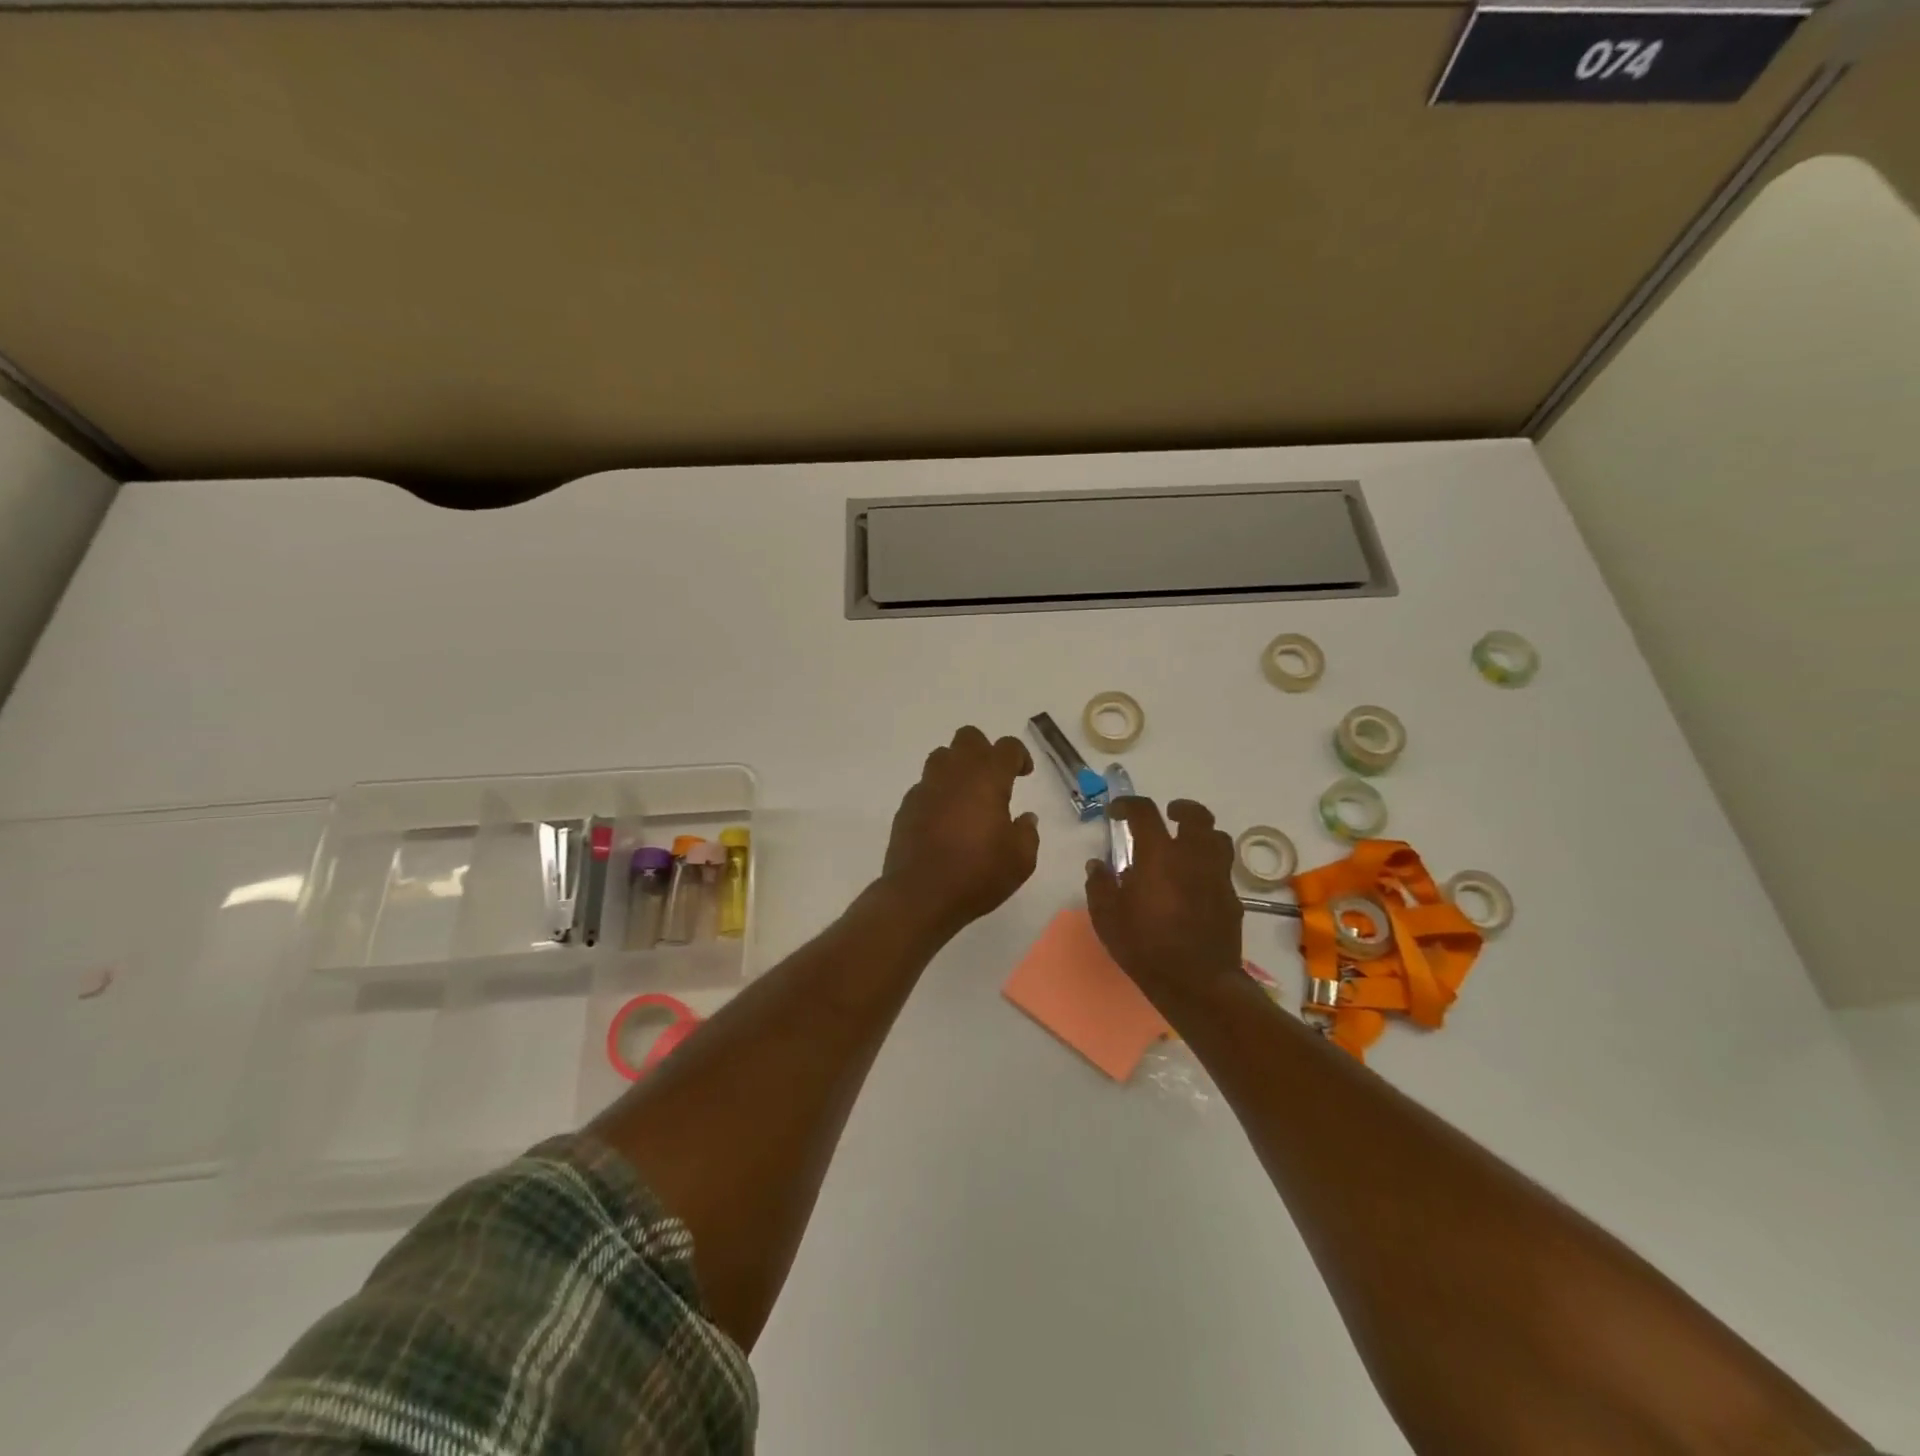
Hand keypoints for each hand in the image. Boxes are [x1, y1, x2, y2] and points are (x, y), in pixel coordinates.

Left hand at [880, 726, 1039, 939]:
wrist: (920, 895)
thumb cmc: (977, 874)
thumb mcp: (1020, 860)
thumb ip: (1027, 833)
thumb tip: (1025, 818)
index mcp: (987, 778)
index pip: (1006, 747)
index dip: (1019, 755)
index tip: (1024, 774)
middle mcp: (954, 773)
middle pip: (968, 738)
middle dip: (984, 750)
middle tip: (994, 779)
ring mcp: (926, 788)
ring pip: (941, 756)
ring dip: (957, 767)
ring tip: (967, 796)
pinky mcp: (906, 807)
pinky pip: (925, 786)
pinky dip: (938, 793)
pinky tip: (944, 820)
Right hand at [1085, 797, 1242, 1005]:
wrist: (1197, 983)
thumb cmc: (1145, 946)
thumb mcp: (1107, 917)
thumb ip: (1100, 885)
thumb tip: (1097, 864)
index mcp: (1159, 854)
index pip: (1144, 812)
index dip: (1128, 805)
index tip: (1116, 812)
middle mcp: (1192, 856)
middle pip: (1196, 815)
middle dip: (1181, 809)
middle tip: (1168, 815)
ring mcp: (1217, 876)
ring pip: (1218, 838)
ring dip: (1201, 834)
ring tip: (1186, 846)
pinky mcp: (1232, 899)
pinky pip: (1222, 870)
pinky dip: (1209, 866)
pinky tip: (1195, 884)